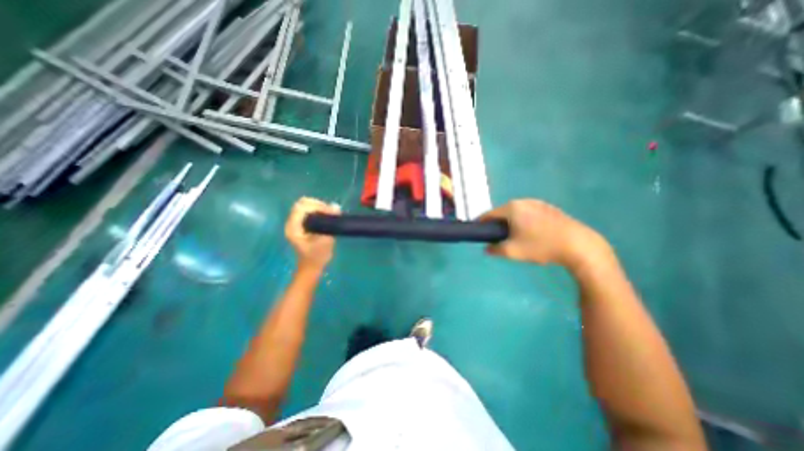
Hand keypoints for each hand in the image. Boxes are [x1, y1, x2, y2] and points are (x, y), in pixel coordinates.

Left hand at [284, 195, 340, 270]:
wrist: (312, 266)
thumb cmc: (318, 255)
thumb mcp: (326, 240)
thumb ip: (330, 223)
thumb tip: (336, 206)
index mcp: (294, 227)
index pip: (302, 207)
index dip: (317, 206)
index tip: (330, 212)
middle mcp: (291, 222)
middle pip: (301, 203)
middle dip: (317, 204)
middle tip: (330, 211)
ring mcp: (294, 222)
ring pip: (304, 205)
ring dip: (317, 206)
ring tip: (329, 213)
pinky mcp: (300, 223)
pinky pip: (307, 210)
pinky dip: (316, 209)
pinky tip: (325, 215)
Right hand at [480, 200, 605, 268]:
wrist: (578, 245)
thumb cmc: (541, 246)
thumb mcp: (513, 252)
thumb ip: (495, 250)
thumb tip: (487, 249)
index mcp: (512, 208)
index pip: (489, 214)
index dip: (481, 224)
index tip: (478, 233)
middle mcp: (523, 201)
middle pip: (502, 212)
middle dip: (497, 225)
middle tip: (497, 238)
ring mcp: (538, 203)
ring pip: (516, 212)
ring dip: (511, 223)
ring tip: (515, 237)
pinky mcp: (549, 208)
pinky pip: (528, 213)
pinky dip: (523, 221)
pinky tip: (531, 234)